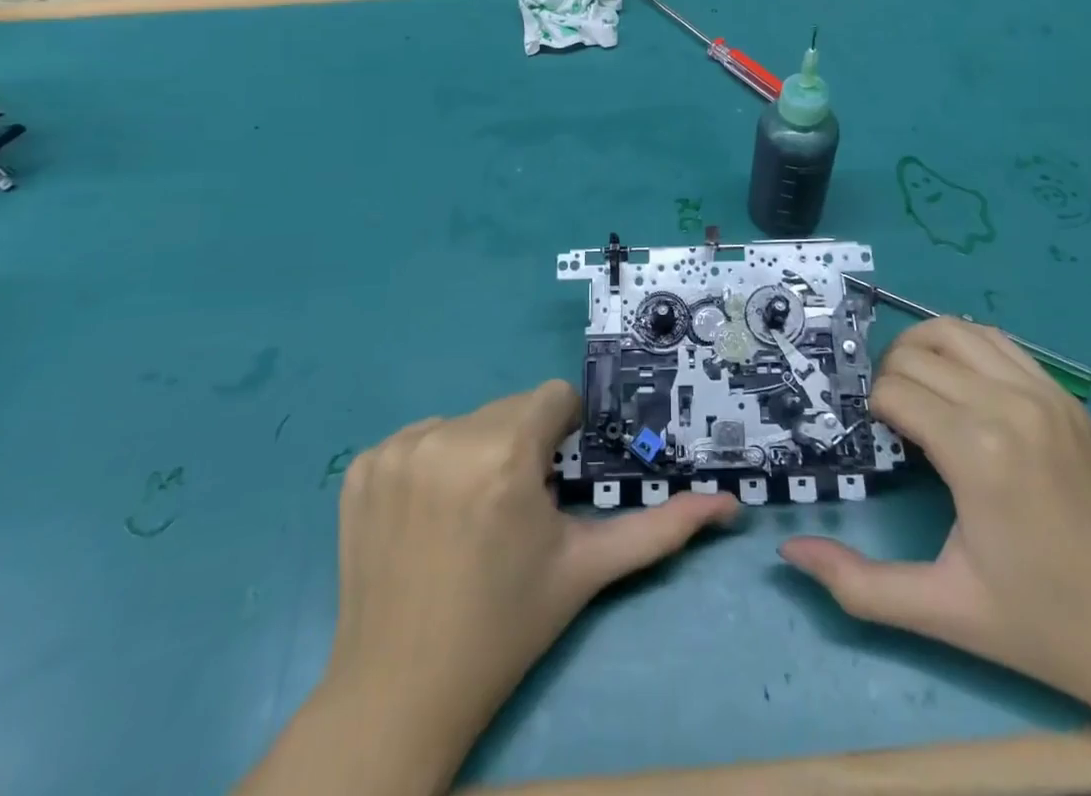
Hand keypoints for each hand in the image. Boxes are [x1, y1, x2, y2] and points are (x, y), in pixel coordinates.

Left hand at [240, 381, 736, 795]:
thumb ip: (660, 530)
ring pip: (466, 421)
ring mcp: (396, 449)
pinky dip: (432, 464)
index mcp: (504, 455)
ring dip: (478, 452)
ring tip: (470, 517)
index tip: (554, 481)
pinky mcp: (362, 465)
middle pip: (509, 410)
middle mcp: (446, 437)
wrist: (398, 693)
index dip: (561, 435)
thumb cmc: (504, 628)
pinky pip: (419, 439)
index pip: (552, 398)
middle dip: (523, 446)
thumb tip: (728, 505)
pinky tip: (429, 518)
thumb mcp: (586, 571)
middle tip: (515, 510)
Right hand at [779, 319, 1090, 795]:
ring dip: (920, 351)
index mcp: (978, 452)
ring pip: (954, 330)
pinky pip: (998, 342)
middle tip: (885, 423)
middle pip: (915, 354)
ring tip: (916, 394)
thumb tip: (790, 553)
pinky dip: (964, 348)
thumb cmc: (1046, 627)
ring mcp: (1045, 394)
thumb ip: (859, 585)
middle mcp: (1009, 405)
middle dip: (885, 378)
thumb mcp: (944, 612)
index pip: (892, 391)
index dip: (867, 410)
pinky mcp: (1067, 397)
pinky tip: (961, 389)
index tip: (870, 442)